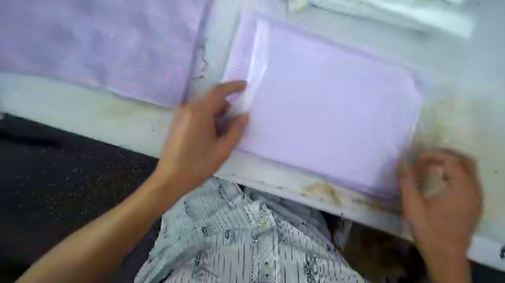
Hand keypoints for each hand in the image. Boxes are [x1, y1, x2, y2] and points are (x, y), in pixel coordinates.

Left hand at [153, 82, 249, 194]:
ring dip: (218, 116)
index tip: (246, 86)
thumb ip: (236, 130)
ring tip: (222, 137)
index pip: (219, 91)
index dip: (234, 86)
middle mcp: (188, 108)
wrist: (170, 179)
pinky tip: (211, 137)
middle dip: (227, 109)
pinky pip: (198, 114)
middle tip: (235, 127)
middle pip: (213, 100)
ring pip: (206, 108)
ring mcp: (181, 114)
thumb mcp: (223, 149)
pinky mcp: (178, 122)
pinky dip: (209, 119)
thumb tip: (244, 115)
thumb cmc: (198, 165)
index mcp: (199, 112)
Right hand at [399, 149, 484, 281]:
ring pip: (469, 171)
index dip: (433, 155)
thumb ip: (406, 179)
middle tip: (425, 157)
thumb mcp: (411, 202)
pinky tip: (438, 180)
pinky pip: (468, 181)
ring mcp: (477, 199)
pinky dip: (454, 174)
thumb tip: (402, 160)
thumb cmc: (427, 228)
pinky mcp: (474, 206)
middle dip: (445, 155)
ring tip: (429, 166)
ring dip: (450, 164)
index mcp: (462, 189)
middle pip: (467, 162)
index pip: (452, 160)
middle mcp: (475, 191)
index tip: (416, 159)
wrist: (444, 255)